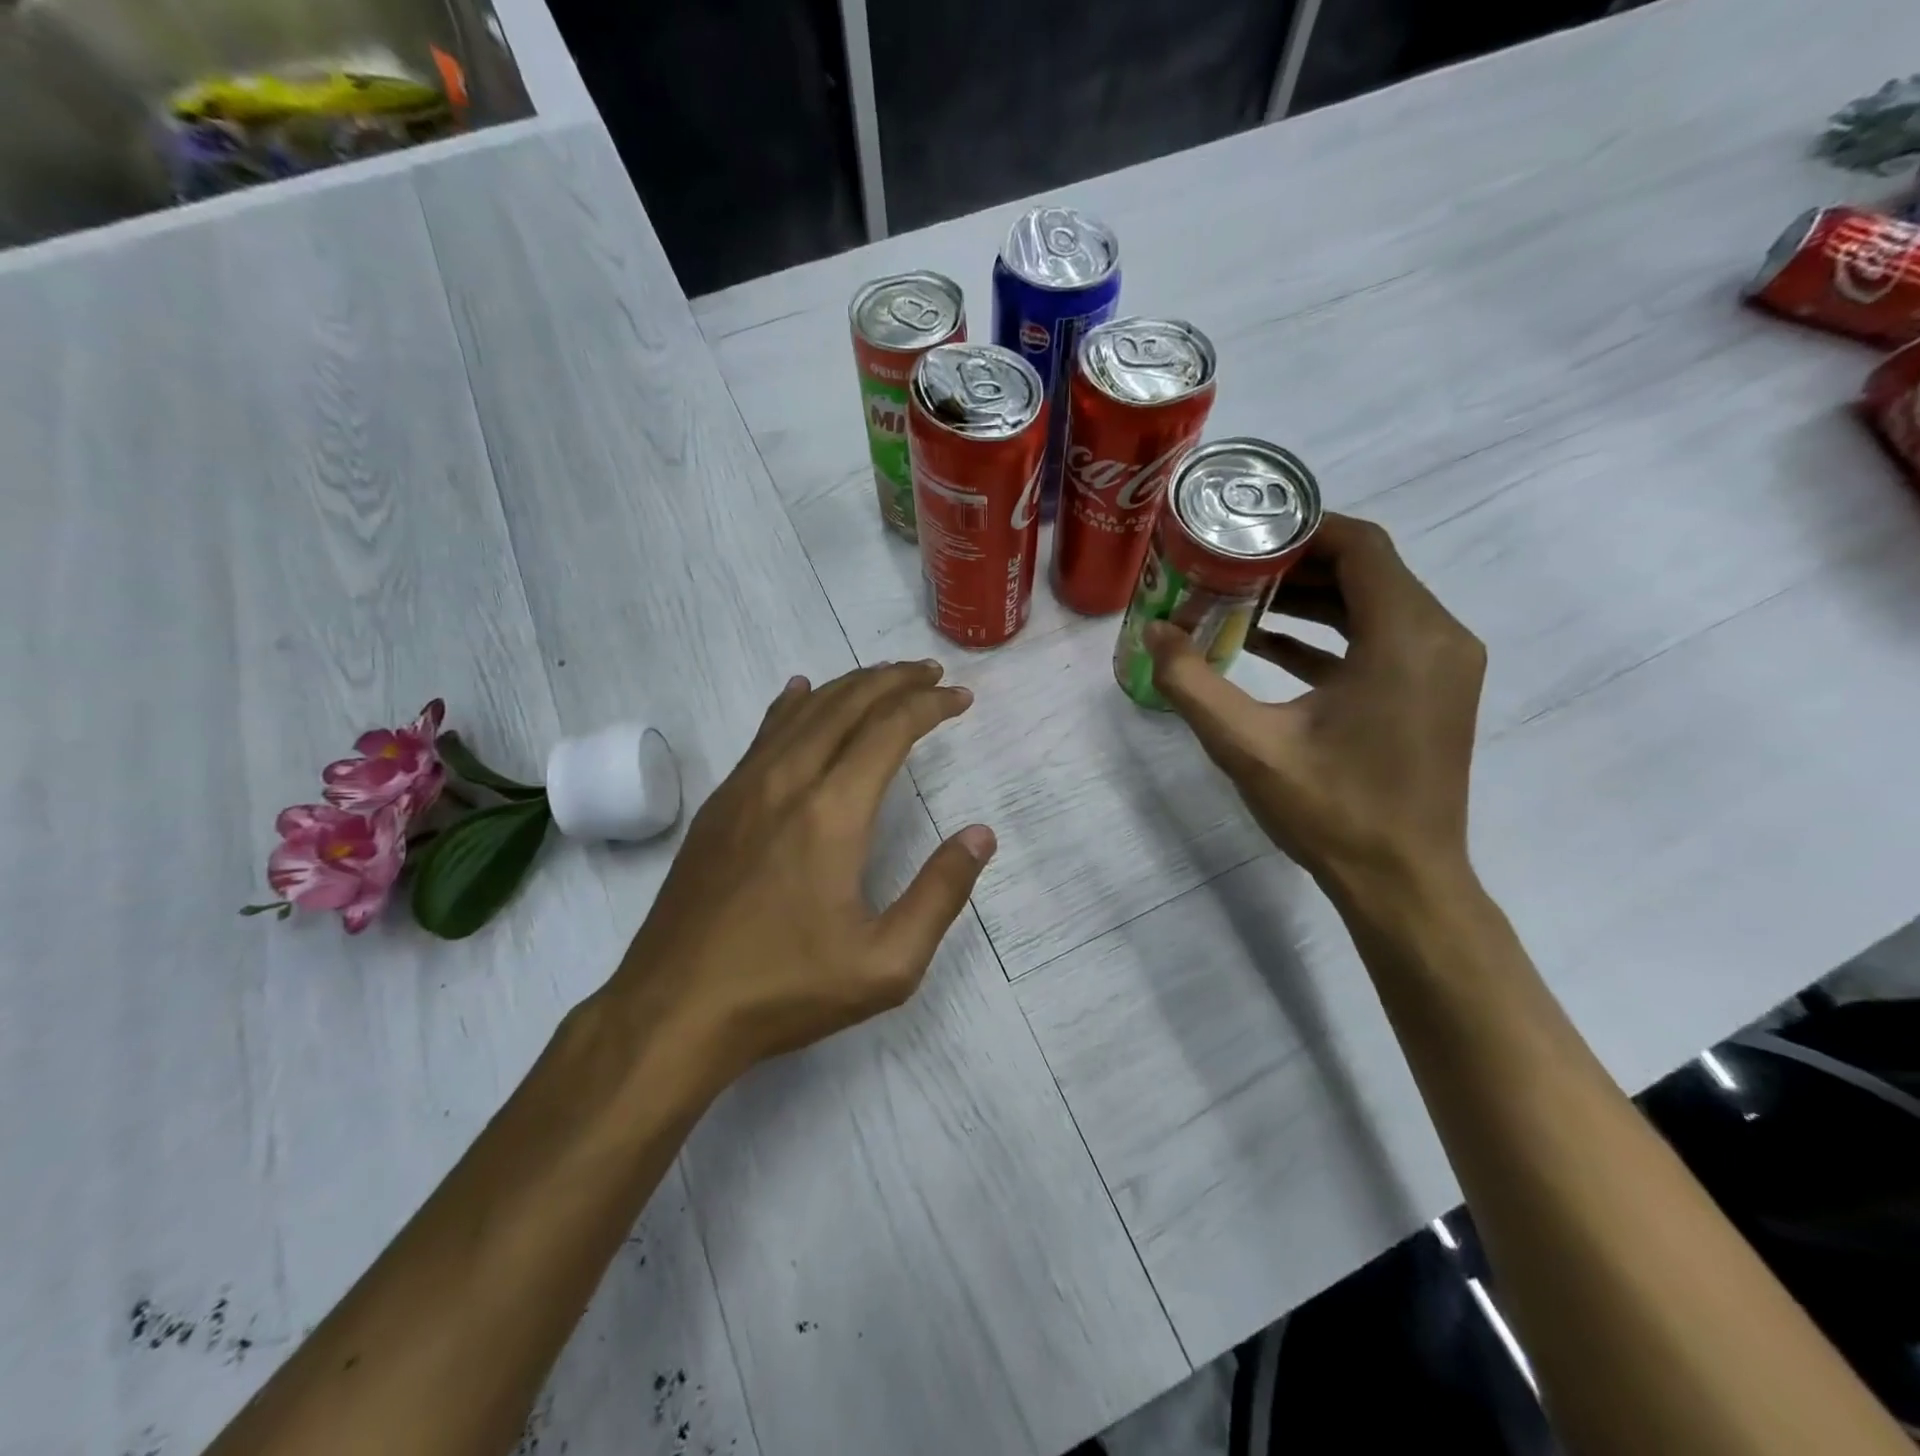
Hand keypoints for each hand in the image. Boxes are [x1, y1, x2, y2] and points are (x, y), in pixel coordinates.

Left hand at [617, 661, 994, 1082]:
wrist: (673, 1010)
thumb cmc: (786, 989)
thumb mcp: (886, 964)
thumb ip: (940, 894)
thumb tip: (980, 835)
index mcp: (832, 812)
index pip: (889, 730)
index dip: (929, 705)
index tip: (959, 697)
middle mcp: (787, 782)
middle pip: (846, 705)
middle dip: (894, 680)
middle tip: (930, 672)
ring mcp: (744, 789)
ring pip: (803, 712)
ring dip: (849, 687)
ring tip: (884, 678)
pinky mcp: (718, 806)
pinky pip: (763, 735)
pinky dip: (792, 706)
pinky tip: (799, 693)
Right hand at [1145, 514, 1484, 899]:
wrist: (1402, 882)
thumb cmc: (1332, 811)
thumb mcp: (1248, 746)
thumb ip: (1192, 683)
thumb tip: (1152, 632)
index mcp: (1405, 637)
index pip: (1361, 545)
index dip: (1301, 529)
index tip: (1244, 534)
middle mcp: (1439, 637)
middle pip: (1367, 569)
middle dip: (1296, 563)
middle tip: (1230, 568)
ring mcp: (1442, 666)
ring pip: (1374, 603)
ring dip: (1311, 598)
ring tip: (1241, 601)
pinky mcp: (1433, 691)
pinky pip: (1380, 638)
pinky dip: (1329, 634)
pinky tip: (1268, 646)